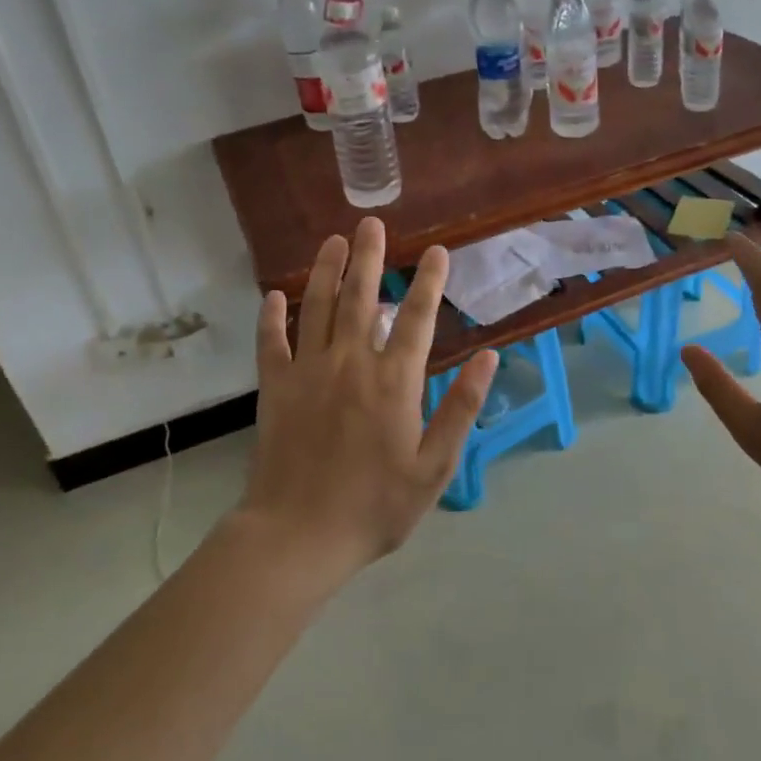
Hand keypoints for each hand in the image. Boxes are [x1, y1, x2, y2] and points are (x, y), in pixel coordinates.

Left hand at [239, 217, 498, 585]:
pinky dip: (272, 317)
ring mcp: (308, 371)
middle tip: (373, 224)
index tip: (437, 252)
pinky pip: (272, 342)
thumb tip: (488, 356)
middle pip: (363, 298)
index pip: (418, 317)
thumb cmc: (375, 506)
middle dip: (370, 257)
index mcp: (394, 381)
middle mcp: (351, 363)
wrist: (299, 536)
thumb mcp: (435, 465)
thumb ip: (462, 407)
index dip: (430, 281)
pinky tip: (275, 295)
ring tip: (334, 240)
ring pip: (319, 307)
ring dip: (327, 270)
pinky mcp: (275, 388)